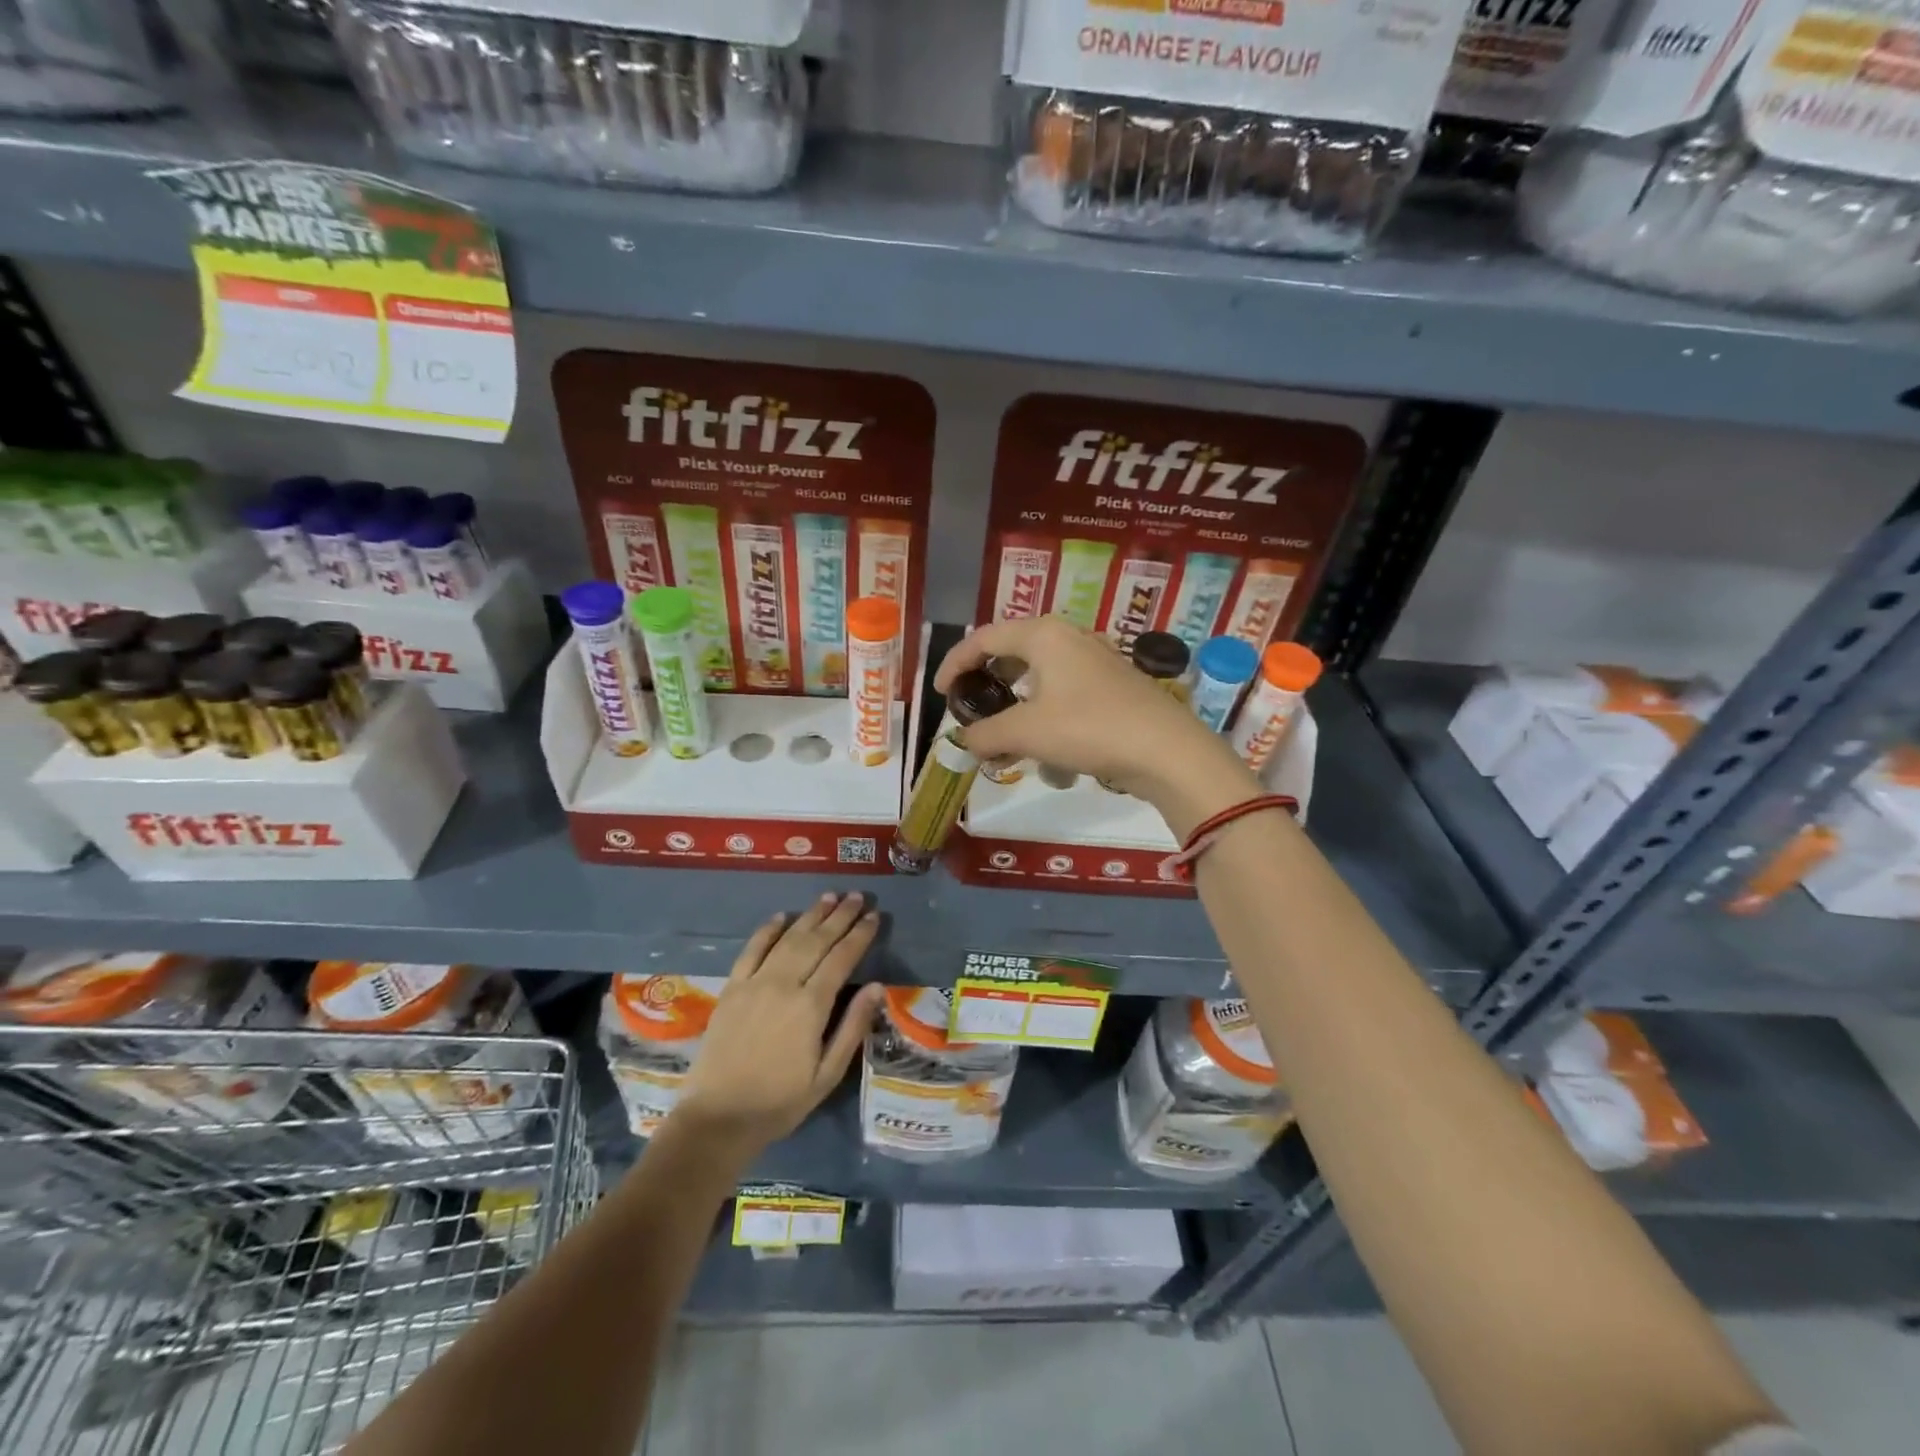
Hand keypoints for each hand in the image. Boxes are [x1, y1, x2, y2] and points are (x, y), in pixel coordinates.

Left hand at [672, 893, 884, 1157]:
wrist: (718, 1118)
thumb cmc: (780, 1102)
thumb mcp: (827, 1075)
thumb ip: (852, 1027)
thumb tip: (876, 987)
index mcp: (811, 1006)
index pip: (842, 958)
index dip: (859, 935)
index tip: (875, 916)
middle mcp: (783, 984)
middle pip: (817, 941)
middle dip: (840, 916)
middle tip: (858, 896)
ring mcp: (754, 983)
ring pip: (787, 939)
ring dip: (810, 916)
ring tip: (829, 897)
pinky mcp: (731, 989)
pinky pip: (751, 950)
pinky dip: (767, 930)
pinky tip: (781, 917)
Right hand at [934, 617, 1256, 822]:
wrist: (1167, 750)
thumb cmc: (1089, 729)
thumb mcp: (1026, 733)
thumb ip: (985, 735)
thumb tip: (965, 741)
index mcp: (1043, 635)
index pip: (984, 639)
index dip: (955, 664)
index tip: (940, 694)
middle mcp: (1069, 637)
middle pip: (1013, 653)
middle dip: (988, 686)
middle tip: (972, 711)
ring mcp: (1095, 660)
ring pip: (1040, 678)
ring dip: (1018, 708)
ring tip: (1008, 740)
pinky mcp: (1114, 685)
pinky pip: (1065, 694)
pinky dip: (1047, 717)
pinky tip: (1051, 753)